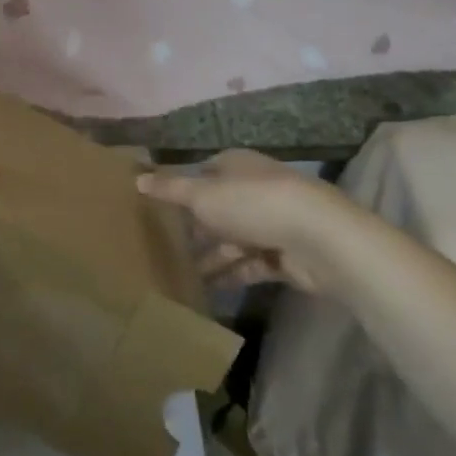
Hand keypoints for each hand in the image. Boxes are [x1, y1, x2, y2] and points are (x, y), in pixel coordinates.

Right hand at [137, 149, 366, 291]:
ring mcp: (272, 223)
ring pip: (233, 239)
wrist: (318, 239)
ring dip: (210, 256)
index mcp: (237, 166)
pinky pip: (249, 265)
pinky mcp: (284, 255)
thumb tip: (136, 177)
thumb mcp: (202, 194)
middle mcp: (254, 190)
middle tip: (162, 245)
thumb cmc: (253, 204)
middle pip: (218, 208)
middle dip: (194, 227)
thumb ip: (170, 189)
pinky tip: (205, 289)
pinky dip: (230, 275)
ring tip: (177, 274)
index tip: (157, 206)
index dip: (182, 187)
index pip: (204, 172)